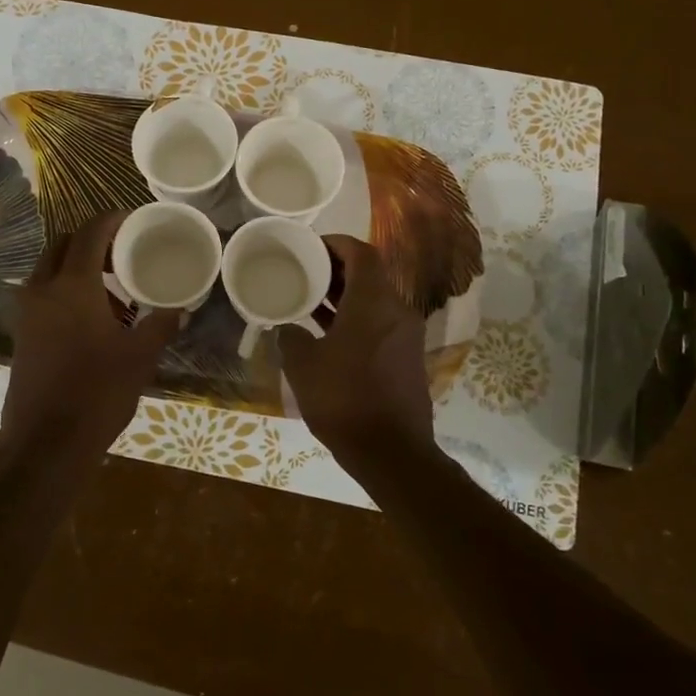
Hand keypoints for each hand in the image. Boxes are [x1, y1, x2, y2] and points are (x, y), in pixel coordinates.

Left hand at [1, 211, 181, 452]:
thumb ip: (160, 326)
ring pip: (49, 269)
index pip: (90, 234)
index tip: (132, 219)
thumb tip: (179, 309)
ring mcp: (27, 312)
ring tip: (113, 287)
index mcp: (73, 286)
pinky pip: (43, 294)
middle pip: (63, 245)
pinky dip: (65, 289)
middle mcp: (43, 289)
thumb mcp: (139, 357)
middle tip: (122, 251)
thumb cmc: (97, 393)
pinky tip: (93, 317)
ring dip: (77, 266)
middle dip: (91, 240)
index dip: (111, 220)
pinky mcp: (22, 334)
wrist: (46, 443)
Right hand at [280, 236, 434, 463]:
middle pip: (369, 274)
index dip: (336, 243)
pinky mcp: (405, 358)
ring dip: (344, 295)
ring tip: (309, 299)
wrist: (391, 452)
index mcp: (374, 302)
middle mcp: (396, 311)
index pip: (361, 253)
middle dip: (337, 269)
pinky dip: (354, 318)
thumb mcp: (303, 365)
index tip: (310, 246)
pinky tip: (326, 334)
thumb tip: (289, 329)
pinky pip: (378, 324)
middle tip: (304, 271)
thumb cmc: (344, 398)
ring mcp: (404, 336)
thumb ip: (291, 337)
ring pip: (374, 300)